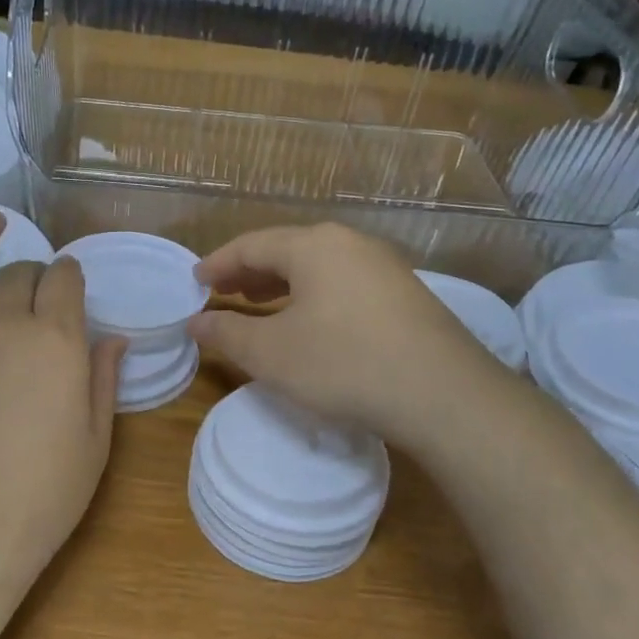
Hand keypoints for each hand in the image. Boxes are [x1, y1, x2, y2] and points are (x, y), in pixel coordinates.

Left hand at [0, 212, 123, 585]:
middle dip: (35, 274)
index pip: (65, 283)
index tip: (71, 285)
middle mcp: (2, 322)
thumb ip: (101, 381)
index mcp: (55, 341)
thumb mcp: (93, 444)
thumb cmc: (36, 499)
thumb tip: (113, 337)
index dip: (70, 278)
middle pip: (19, 276)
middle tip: (37, 288)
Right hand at [188, 223, 506, 448]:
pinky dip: (314, 296)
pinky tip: (311, 323)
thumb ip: (227, 332)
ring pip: (318, 267)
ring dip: (282, 284)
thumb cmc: (344, 364)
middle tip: (223, 293)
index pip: (251, 245)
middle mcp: (350, 243)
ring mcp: (383, 266)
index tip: (195, 281)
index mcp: (313, 245)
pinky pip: (344, 283)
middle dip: (250, 272)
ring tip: (260, 304)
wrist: (443, 395)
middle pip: (287, 250)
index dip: (218, 263)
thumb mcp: (272, 353)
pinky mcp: (405, 294)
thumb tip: (196, 320)